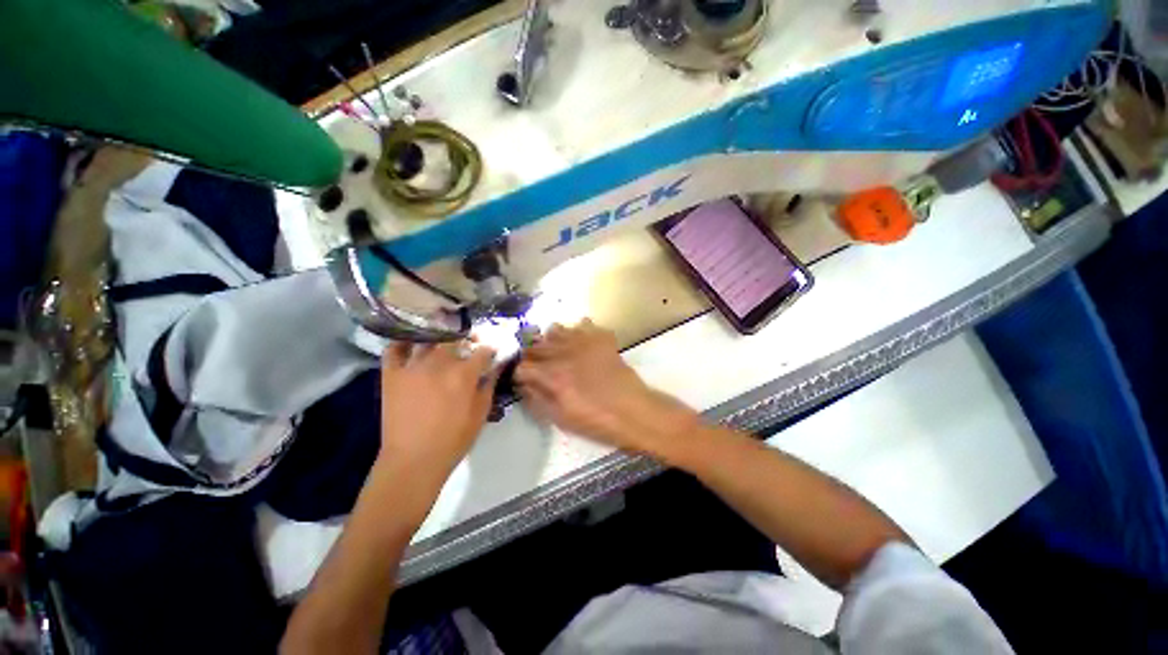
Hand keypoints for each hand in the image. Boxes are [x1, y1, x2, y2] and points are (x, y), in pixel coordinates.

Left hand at [379, 341, 498, 480]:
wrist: (414, 460)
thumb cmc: (454, 439)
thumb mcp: (481, 413)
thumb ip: (489, 385)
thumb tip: (496, 366)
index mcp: (464, 374)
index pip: (482, 351)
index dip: (489, 350)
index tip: (491, 352)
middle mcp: (439, 364)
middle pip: (455, 339)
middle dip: (466, 338)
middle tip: (469, 343)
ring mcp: (412, 367)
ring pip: (427, 340)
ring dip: (439, 338)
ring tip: (443, 342)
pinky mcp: (392, 375)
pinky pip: (394, 350)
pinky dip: (402, 343)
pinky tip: (411, 344)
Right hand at [515, 320, 697, 455]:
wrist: (634, 411)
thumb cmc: (596, 422)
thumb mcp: (560, 419)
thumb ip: (536, 399)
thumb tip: (523, 385)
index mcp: (551, 376)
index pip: (521, 366)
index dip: (520, 374)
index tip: (525, 380)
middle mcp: (563, 353)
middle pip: (534, 345)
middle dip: (532, 357)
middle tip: (541, 367)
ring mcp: (583, 341)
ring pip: (555, 329)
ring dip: (552, 341)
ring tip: (559, 353)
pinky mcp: (600, 337)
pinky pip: (581, 324)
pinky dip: (577, 332)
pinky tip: (581, 346)